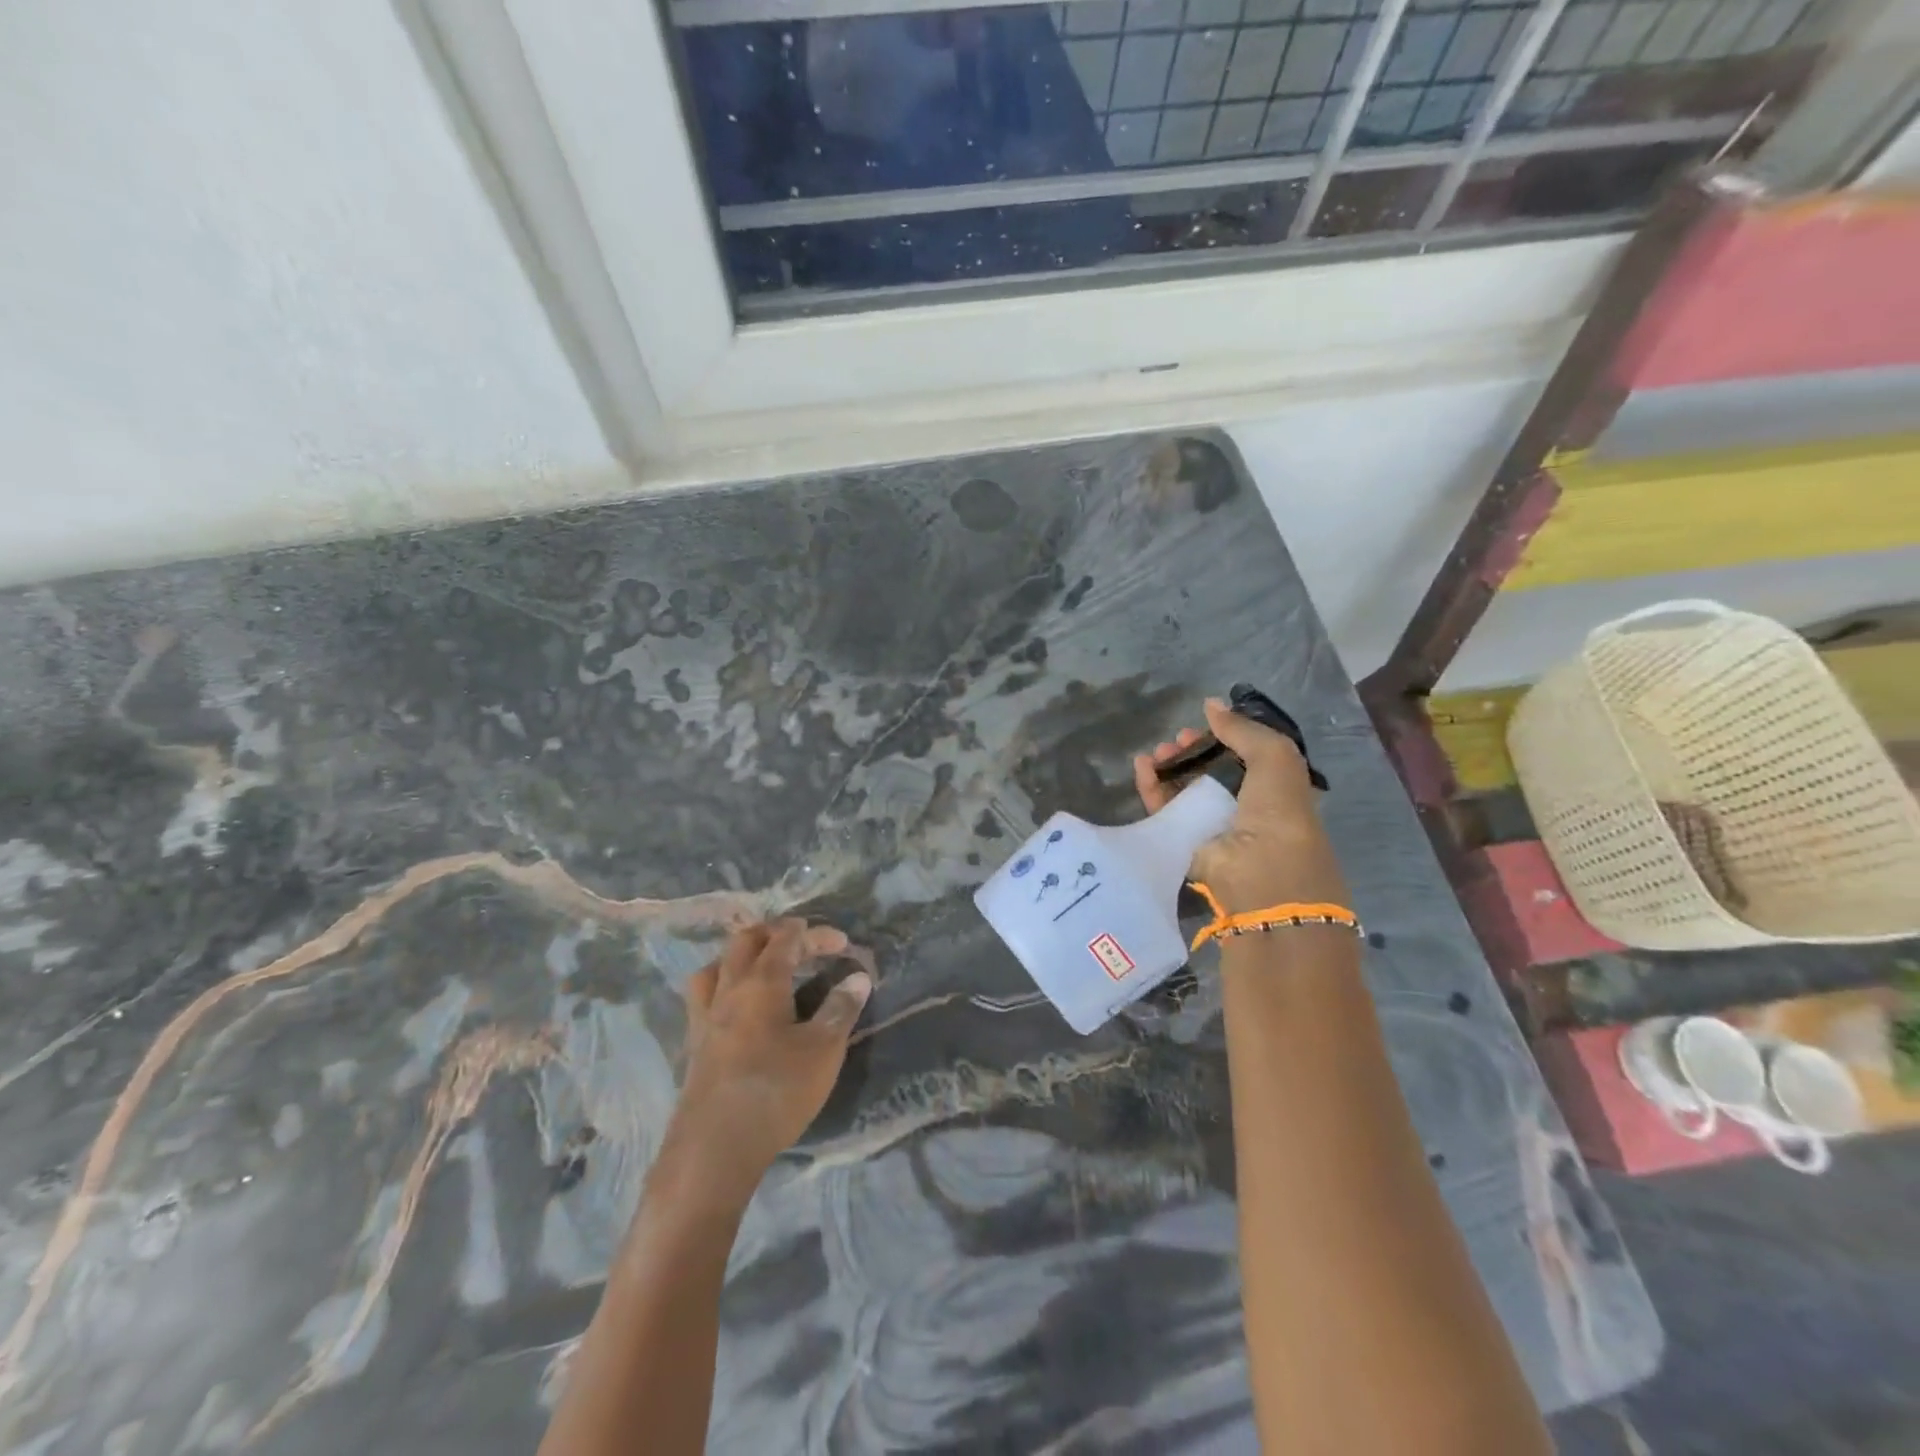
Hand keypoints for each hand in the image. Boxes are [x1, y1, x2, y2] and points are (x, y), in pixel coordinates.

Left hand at [664, 920, 871, 1204]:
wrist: (714, 1149)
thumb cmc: (776, 1091)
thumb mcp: (823, 1050)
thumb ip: (841, 1008)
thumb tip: (858, 976)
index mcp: (760, 982)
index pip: (786, 939)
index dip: (814, 934)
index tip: (841, 943)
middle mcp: (727, 989)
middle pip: (744, 941)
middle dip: (774, 933)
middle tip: (802, 942)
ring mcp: (704, 1017)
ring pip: (716, 966)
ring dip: (741, 955)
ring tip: (763, 967)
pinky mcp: (694, 1044)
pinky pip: (704, 996)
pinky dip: (724, 985)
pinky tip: (737, 1008)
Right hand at [1132, 697, 1332, 913]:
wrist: (1263, 875)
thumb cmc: (1279, 813)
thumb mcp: (1276, 758)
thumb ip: (1243, 730)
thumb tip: (1210, 704)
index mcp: (1274, 790)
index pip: (1243, 758)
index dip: (1224, 739)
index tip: (1204, 726)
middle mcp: (1244, 809)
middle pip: (1210, 772)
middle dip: (1193, 751)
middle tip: (1177, 739)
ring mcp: (1212, 827)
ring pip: (1184, 789)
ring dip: (1170, 766)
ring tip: (1158, 752)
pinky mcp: (1184, 843)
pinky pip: (1164, 809)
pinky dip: (1151, 786)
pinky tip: (1143, 765)